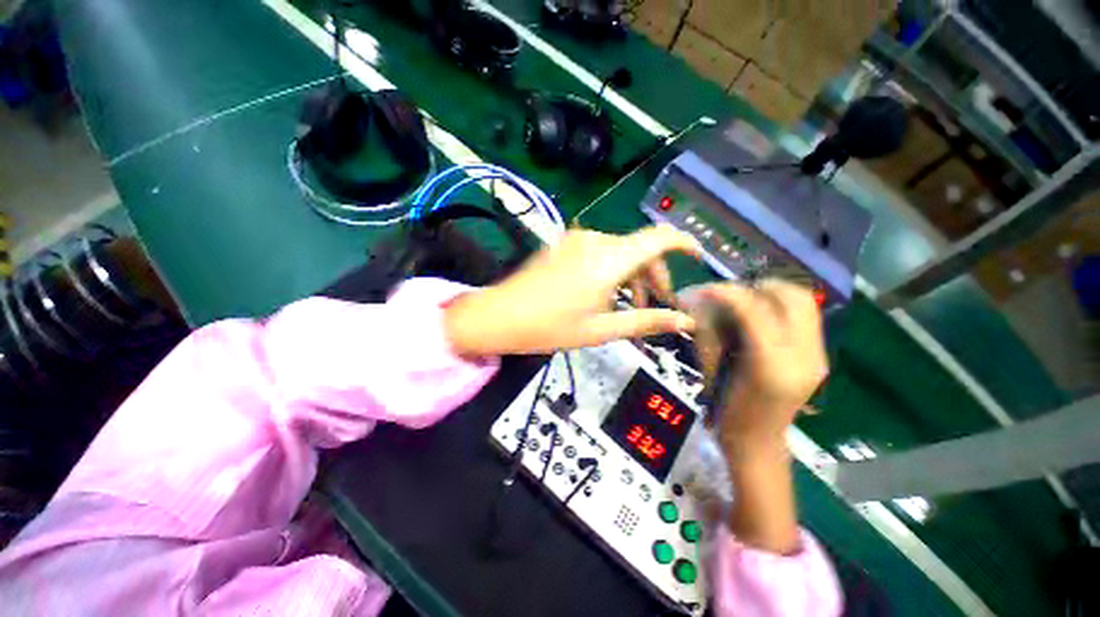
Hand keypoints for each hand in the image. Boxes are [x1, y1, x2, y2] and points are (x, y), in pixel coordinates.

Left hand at [444, 226, 700, 356]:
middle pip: (640, 248)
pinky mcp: (564, 244)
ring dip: (632, 275)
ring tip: (629, 305)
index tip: (697, 259)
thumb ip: (645, 321)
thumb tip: (685, 322)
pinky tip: (605, 292)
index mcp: (608, 260)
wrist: (499, 315)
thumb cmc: (550, 327)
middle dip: (654, 276)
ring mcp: (576, 239)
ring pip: (620, 250)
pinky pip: (600, 251)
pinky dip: (612, 269)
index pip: (659, 238)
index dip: (684, 244)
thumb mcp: (601, 330)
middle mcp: (595, 241)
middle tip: (656, 306)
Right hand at [692, 279, 827, 453]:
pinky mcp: (818, 357)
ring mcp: (817, 357)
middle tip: (734, 290)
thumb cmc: (729, 410)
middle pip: (794, 299)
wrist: (758, 442)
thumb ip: (713, 335)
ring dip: (775, 292)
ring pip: (805, 303)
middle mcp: (805, 357)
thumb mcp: (716, 371)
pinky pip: (806, 317)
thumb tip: (706, 302)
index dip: (729, 293)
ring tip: (749, 297)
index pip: (755, 311)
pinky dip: (783, 305)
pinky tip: (762, 313)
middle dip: (761, 286)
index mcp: (772, 366)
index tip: (708, 288)